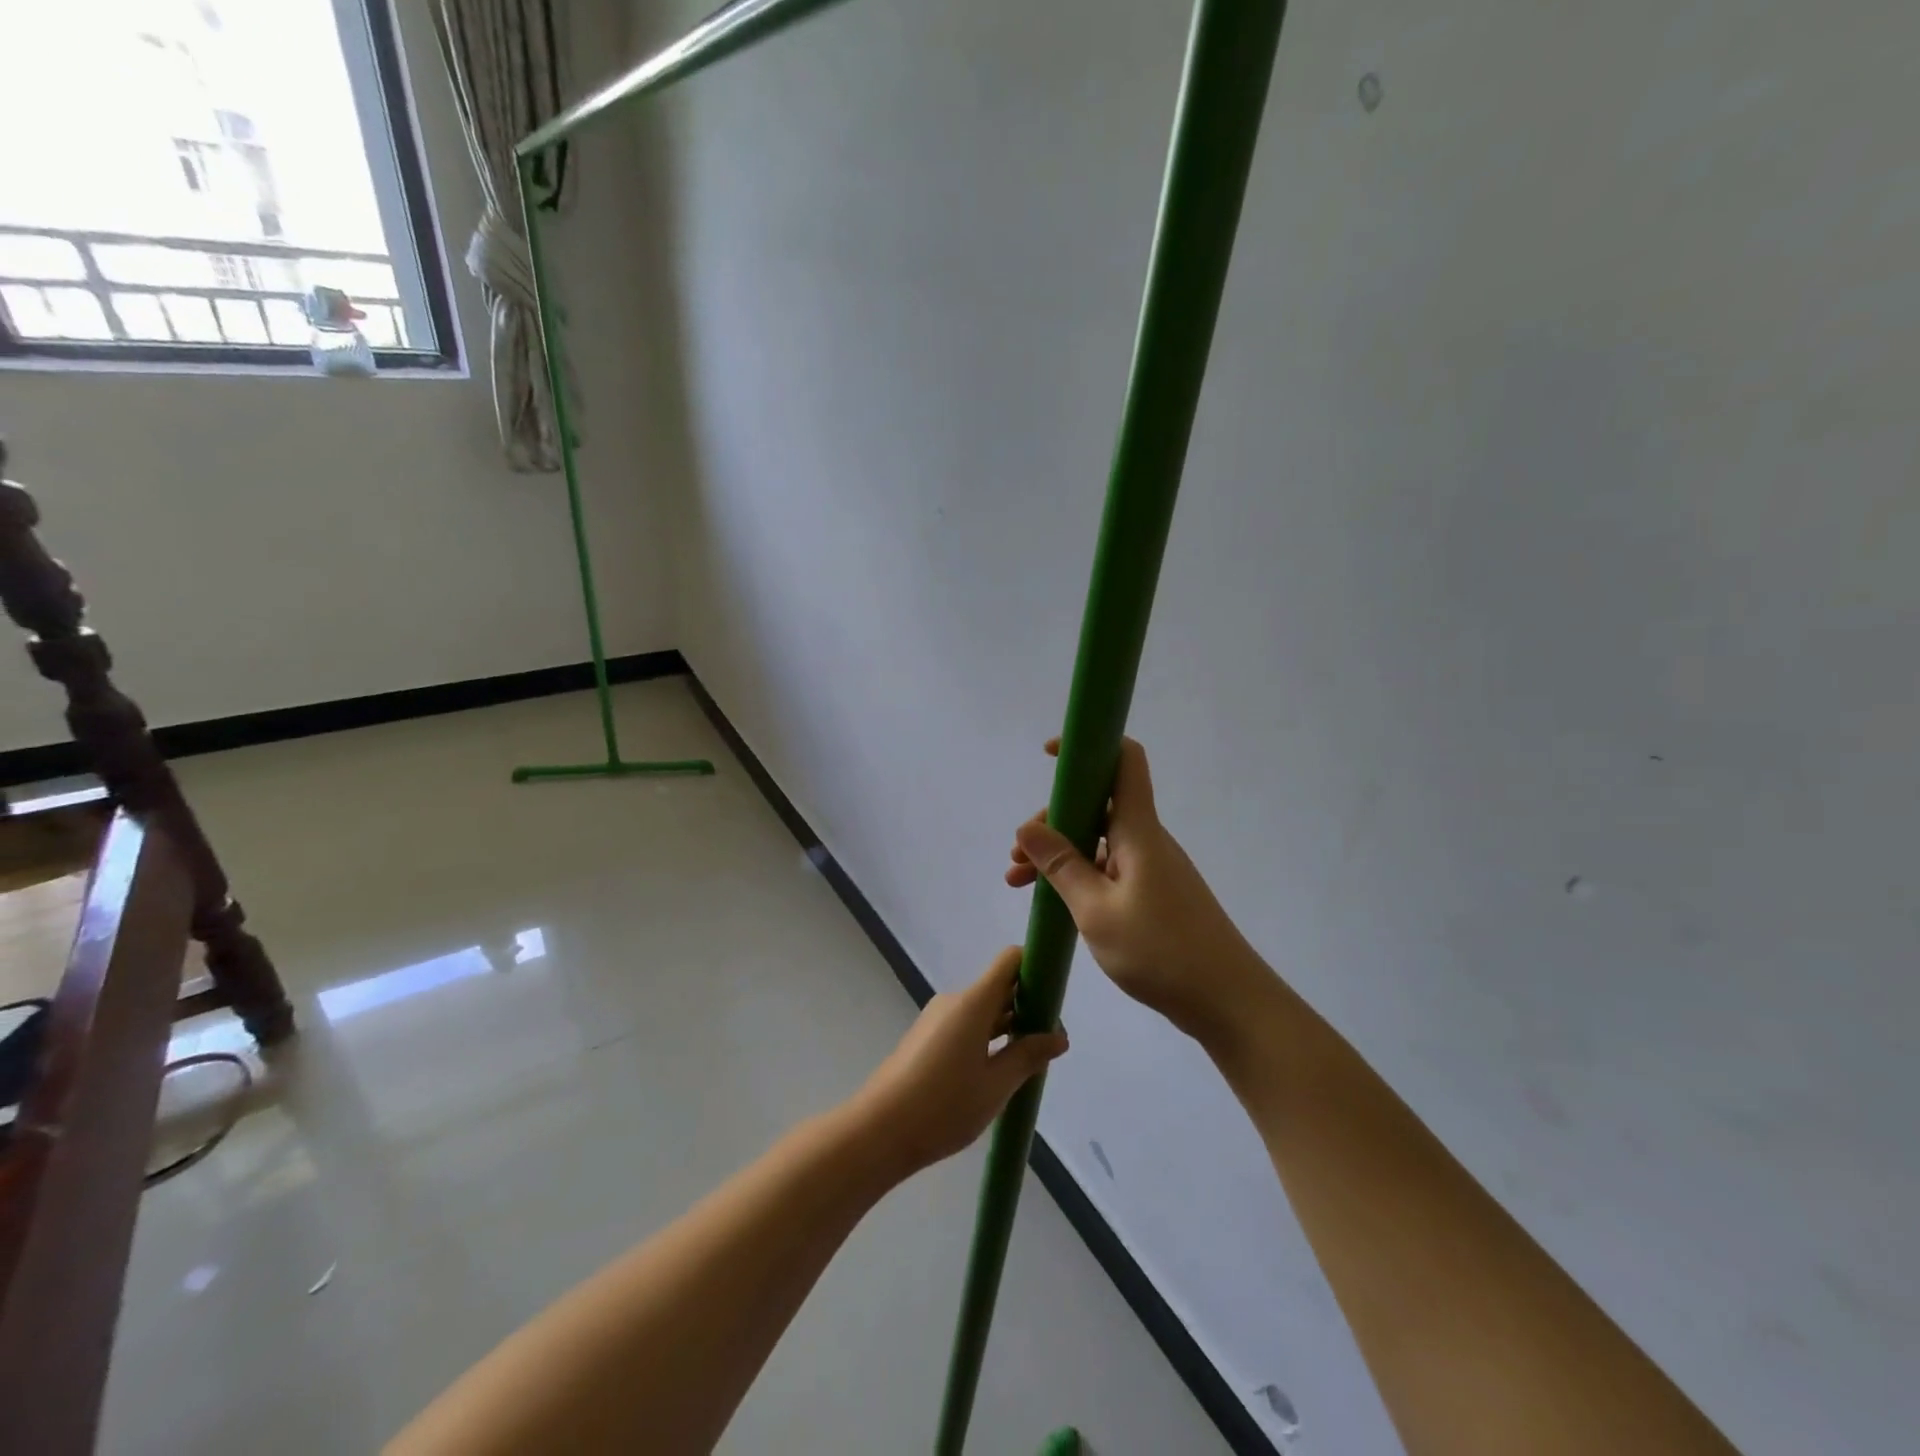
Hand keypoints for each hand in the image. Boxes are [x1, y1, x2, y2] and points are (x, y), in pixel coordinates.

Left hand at [853, 947, 1068, 1174]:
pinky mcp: (926, 1037)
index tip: (1055, 998)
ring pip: (983, 1010)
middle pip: (999, 987)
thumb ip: (1028, 1056)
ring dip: (1008, 1026)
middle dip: (1028, 1006)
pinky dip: (986, 1038)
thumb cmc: (943, 1106)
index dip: (1035, 968)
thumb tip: (1059, 1036)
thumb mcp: (995, 1086)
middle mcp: (955, 1001)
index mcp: (973, 1002)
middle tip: (1050, 1042)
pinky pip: (966, 1025)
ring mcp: (937, 1018)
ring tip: (1029, 1062)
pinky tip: (996, 1072)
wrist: (879, 1130)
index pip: (1010, 961)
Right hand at [1007, 738, 1271, 1043]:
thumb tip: (1026, 827)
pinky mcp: (1155, 894)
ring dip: (1060, 855)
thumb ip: (1061, 866)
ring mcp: (1153, 867)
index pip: (1123, 761)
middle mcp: (1147, 840)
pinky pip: (1109, 869)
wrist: (1228, 1001)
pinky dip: (1079, 877)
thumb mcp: (1096, 910)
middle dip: (1052, 821)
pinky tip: (1054, 901)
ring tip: (1020, 883)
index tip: (1050, 755)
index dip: (1089, 746)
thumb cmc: (1161, 950)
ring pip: (1099, 842)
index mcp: (1138, 831)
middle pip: (1097, 806)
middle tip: (1018, 856)